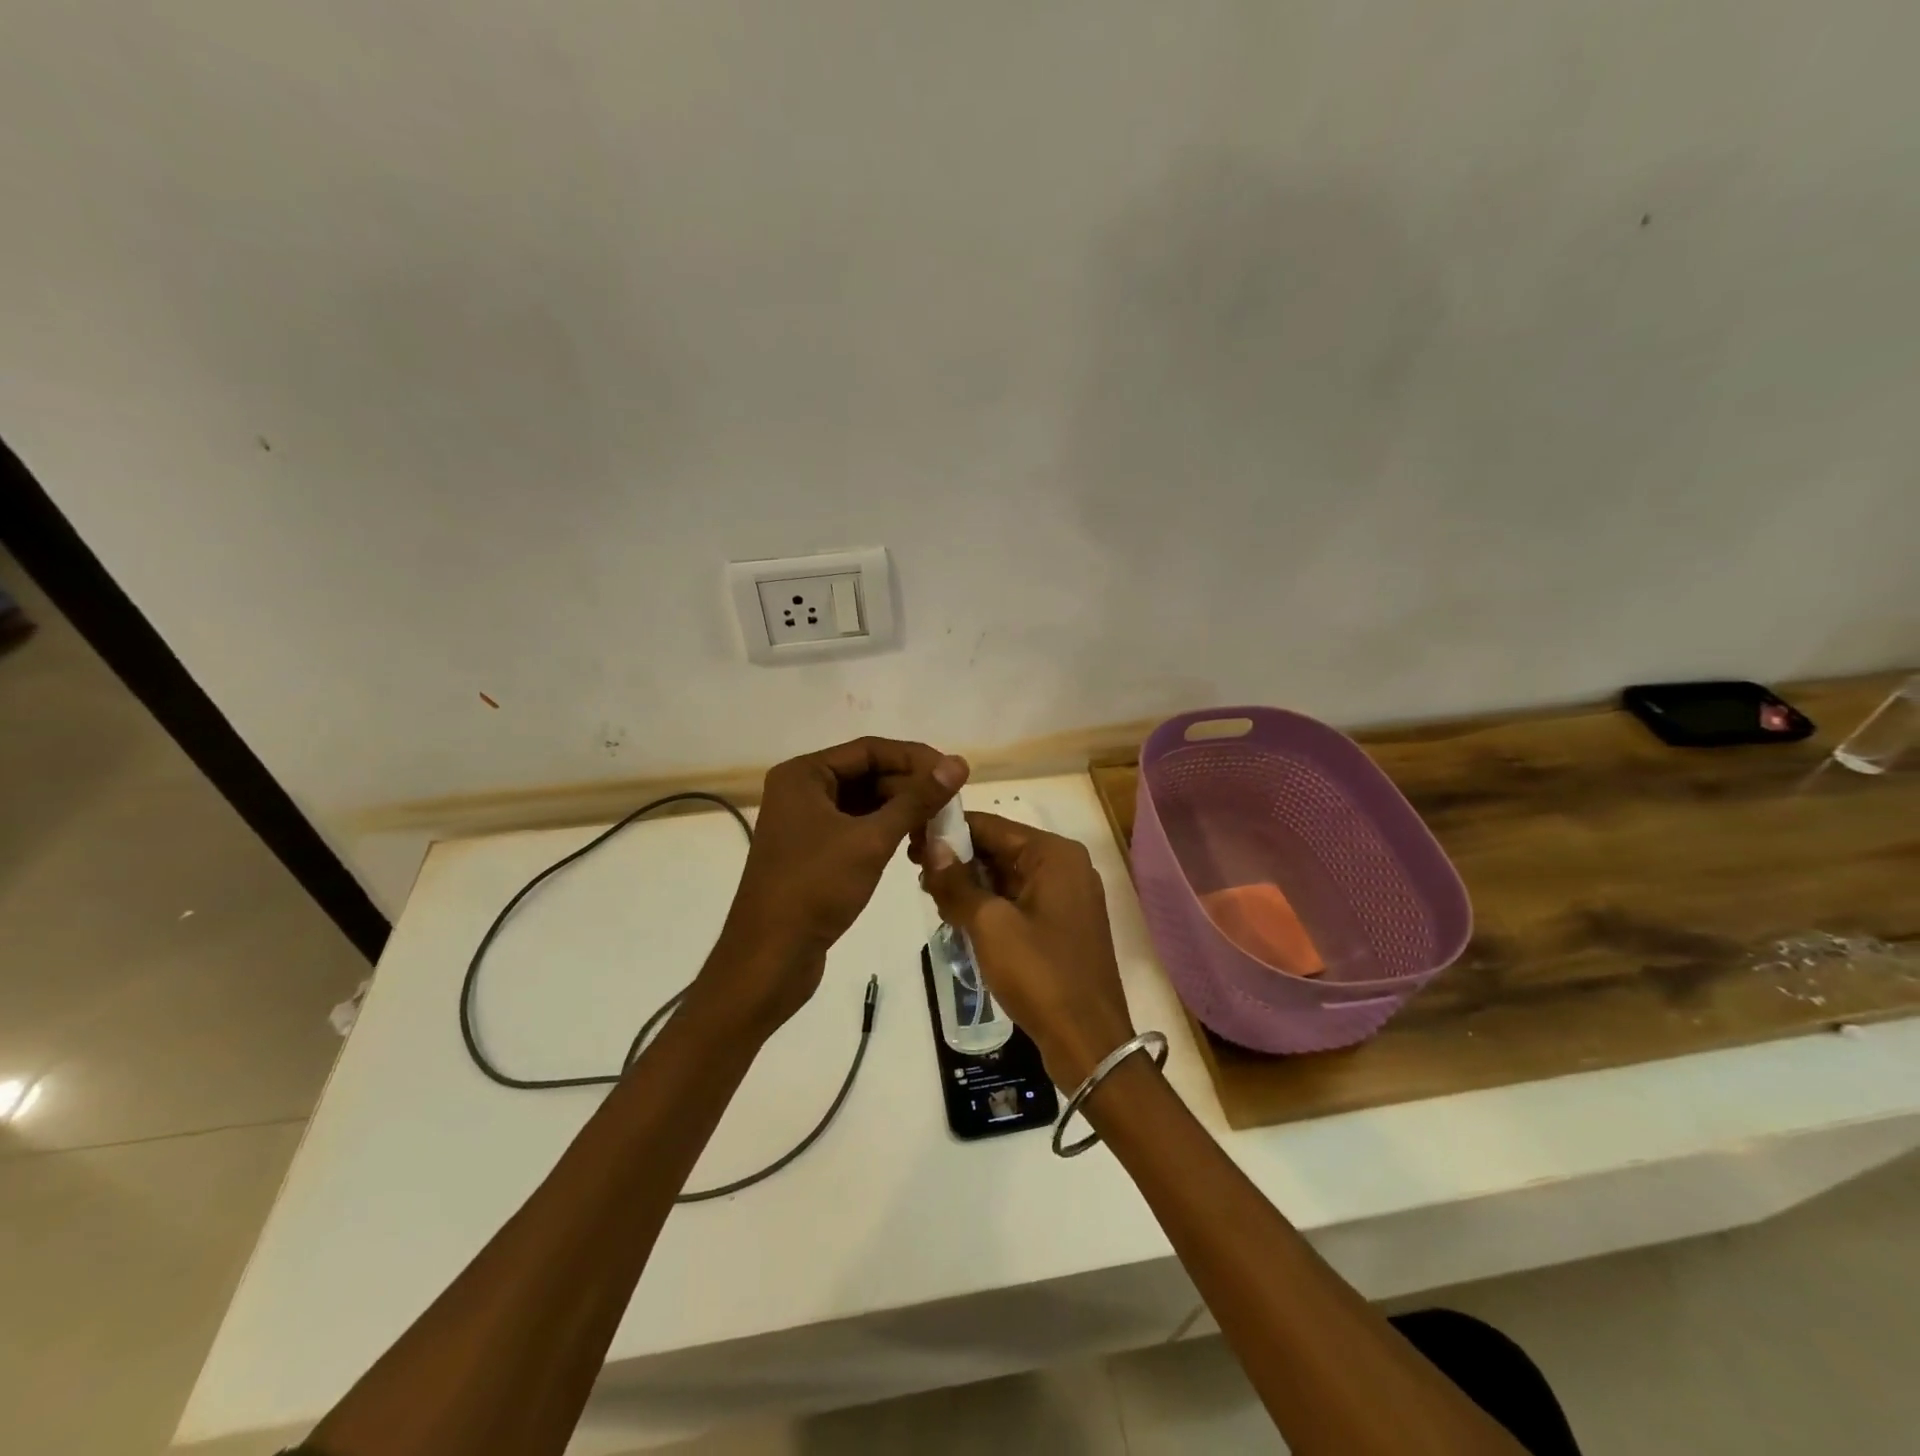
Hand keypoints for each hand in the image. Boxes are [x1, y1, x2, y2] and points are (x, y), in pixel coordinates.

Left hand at [700, 737, 967, 1036]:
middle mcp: (802, 791)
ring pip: (866, 804)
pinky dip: (887, 834)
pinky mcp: (814, 852)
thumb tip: (958, 764)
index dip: (915, 758)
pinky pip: (858, 828)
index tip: (954, 774)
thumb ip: (917, 799)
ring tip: (938, 831)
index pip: (870, 750)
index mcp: (803, 775)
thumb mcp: (871, 840)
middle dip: (911, 790)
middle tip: (951, 809)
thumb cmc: (816, 888)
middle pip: (868, 775)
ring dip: (903, 813)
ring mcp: (806, 823)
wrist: (770, 958)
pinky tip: (914, 849)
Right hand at [919, 813, 1135, 1088]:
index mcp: (1054, 854)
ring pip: (1007, 877)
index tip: (911, 840)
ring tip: (933, 898)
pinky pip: (1018, 901)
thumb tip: (931, 845)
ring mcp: (1066, 897)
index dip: (949, 830)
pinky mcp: (1062, 925)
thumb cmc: (1040, 974)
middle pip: (1000, 849)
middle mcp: (1065, 866)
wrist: (1088, 1042)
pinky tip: (959, 918)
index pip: (991, 826)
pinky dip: (989, 905)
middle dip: (959, 860)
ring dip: (971, 885)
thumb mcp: (990, 925)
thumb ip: (957, 882)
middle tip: (916, 875)